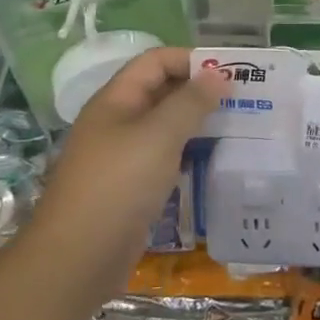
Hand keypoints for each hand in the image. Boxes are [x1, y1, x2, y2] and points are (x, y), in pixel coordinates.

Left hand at [24, 48, 227, 301]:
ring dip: (198, 123)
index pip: (156, 62)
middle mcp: (117, 121)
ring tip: (238, 127)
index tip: (230, 72)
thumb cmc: (117, 185)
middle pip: (162, 91)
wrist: (77, 259)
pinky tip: (215, 160)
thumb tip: (219, 74)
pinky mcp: (131, 187)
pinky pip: (164, 157)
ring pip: (165, 127)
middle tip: (243, 99)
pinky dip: (189, 153)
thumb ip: (191, 102)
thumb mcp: (159, 136)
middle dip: (200, 91)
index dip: (191, 60)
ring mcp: (122, 156)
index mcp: (116, 100)